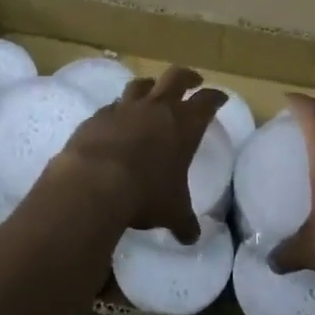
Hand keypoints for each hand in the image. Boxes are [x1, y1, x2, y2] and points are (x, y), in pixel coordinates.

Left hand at [49, 67, 223, 242]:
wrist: (94, 183)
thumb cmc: (145, 194)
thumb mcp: (171, 212)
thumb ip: (183, 221)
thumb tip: (191, 237)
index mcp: (184, 125)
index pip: (207, 102)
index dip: (215, 98)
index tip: (220, 97)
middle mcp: (156, 108)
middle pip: (176, 77)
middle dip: (188, 77)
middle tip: (193, 80)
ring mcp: (125, 108)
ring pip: (141, 85)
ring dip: (150, 86)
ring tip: (152, 92)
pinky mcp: (98, 116)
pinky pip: (112, 106)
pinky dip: (118, 110)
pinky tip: (116, 120)